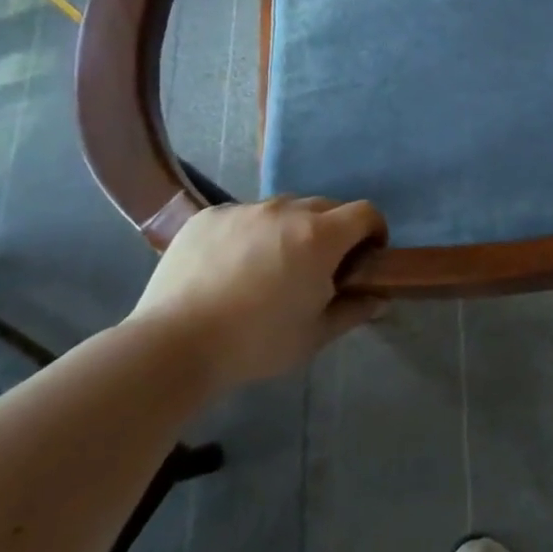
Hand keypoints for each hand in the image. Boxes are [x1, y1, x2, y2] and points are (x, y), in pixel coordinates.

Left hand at [127, 197, 386, 391]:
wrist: (172, 345)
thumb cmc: (255, 343)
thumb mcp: (313, 336)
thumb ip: (353, 311)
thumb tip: (379, 298)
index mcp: (319, 236)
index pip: (365, 212)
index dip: (374, 231)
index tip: (366, 257)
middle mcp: (286, 210)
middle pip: (326, 207)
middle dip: (333, 231)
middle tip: (318, 268)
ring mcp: (245, 209)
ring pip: (283, 209)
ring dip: (291, 229)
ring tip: (270, 266)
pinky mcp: (210, 216)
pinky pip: (244, 215)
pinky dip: (250, 233)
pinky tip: (231, 267)